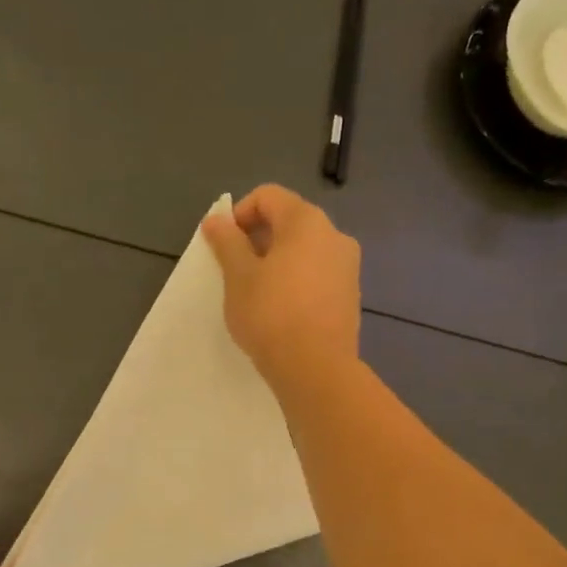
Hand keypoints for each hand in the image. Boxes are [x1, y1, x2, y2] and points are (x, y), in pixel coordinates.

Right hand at [201, 185, 361, 392]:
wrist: (316, 369)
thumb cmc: (271, 315)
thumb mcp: (239, 277)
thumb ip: (227, 242)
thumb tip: (216, 220)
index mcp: (307, 221)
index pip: (268, 196)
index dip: (239, 213)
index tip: (223, 245)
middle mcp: (334, 235)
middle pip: (289, 221)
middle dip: (258, 238)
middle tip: (236, 270)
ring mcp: (348, 266)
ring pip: (305, 250)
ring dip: (278, 260)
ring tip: (257, 292)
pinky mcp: (350, 295)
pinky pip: (318, 274)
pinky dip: (297, 280)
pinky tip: (281, 309)